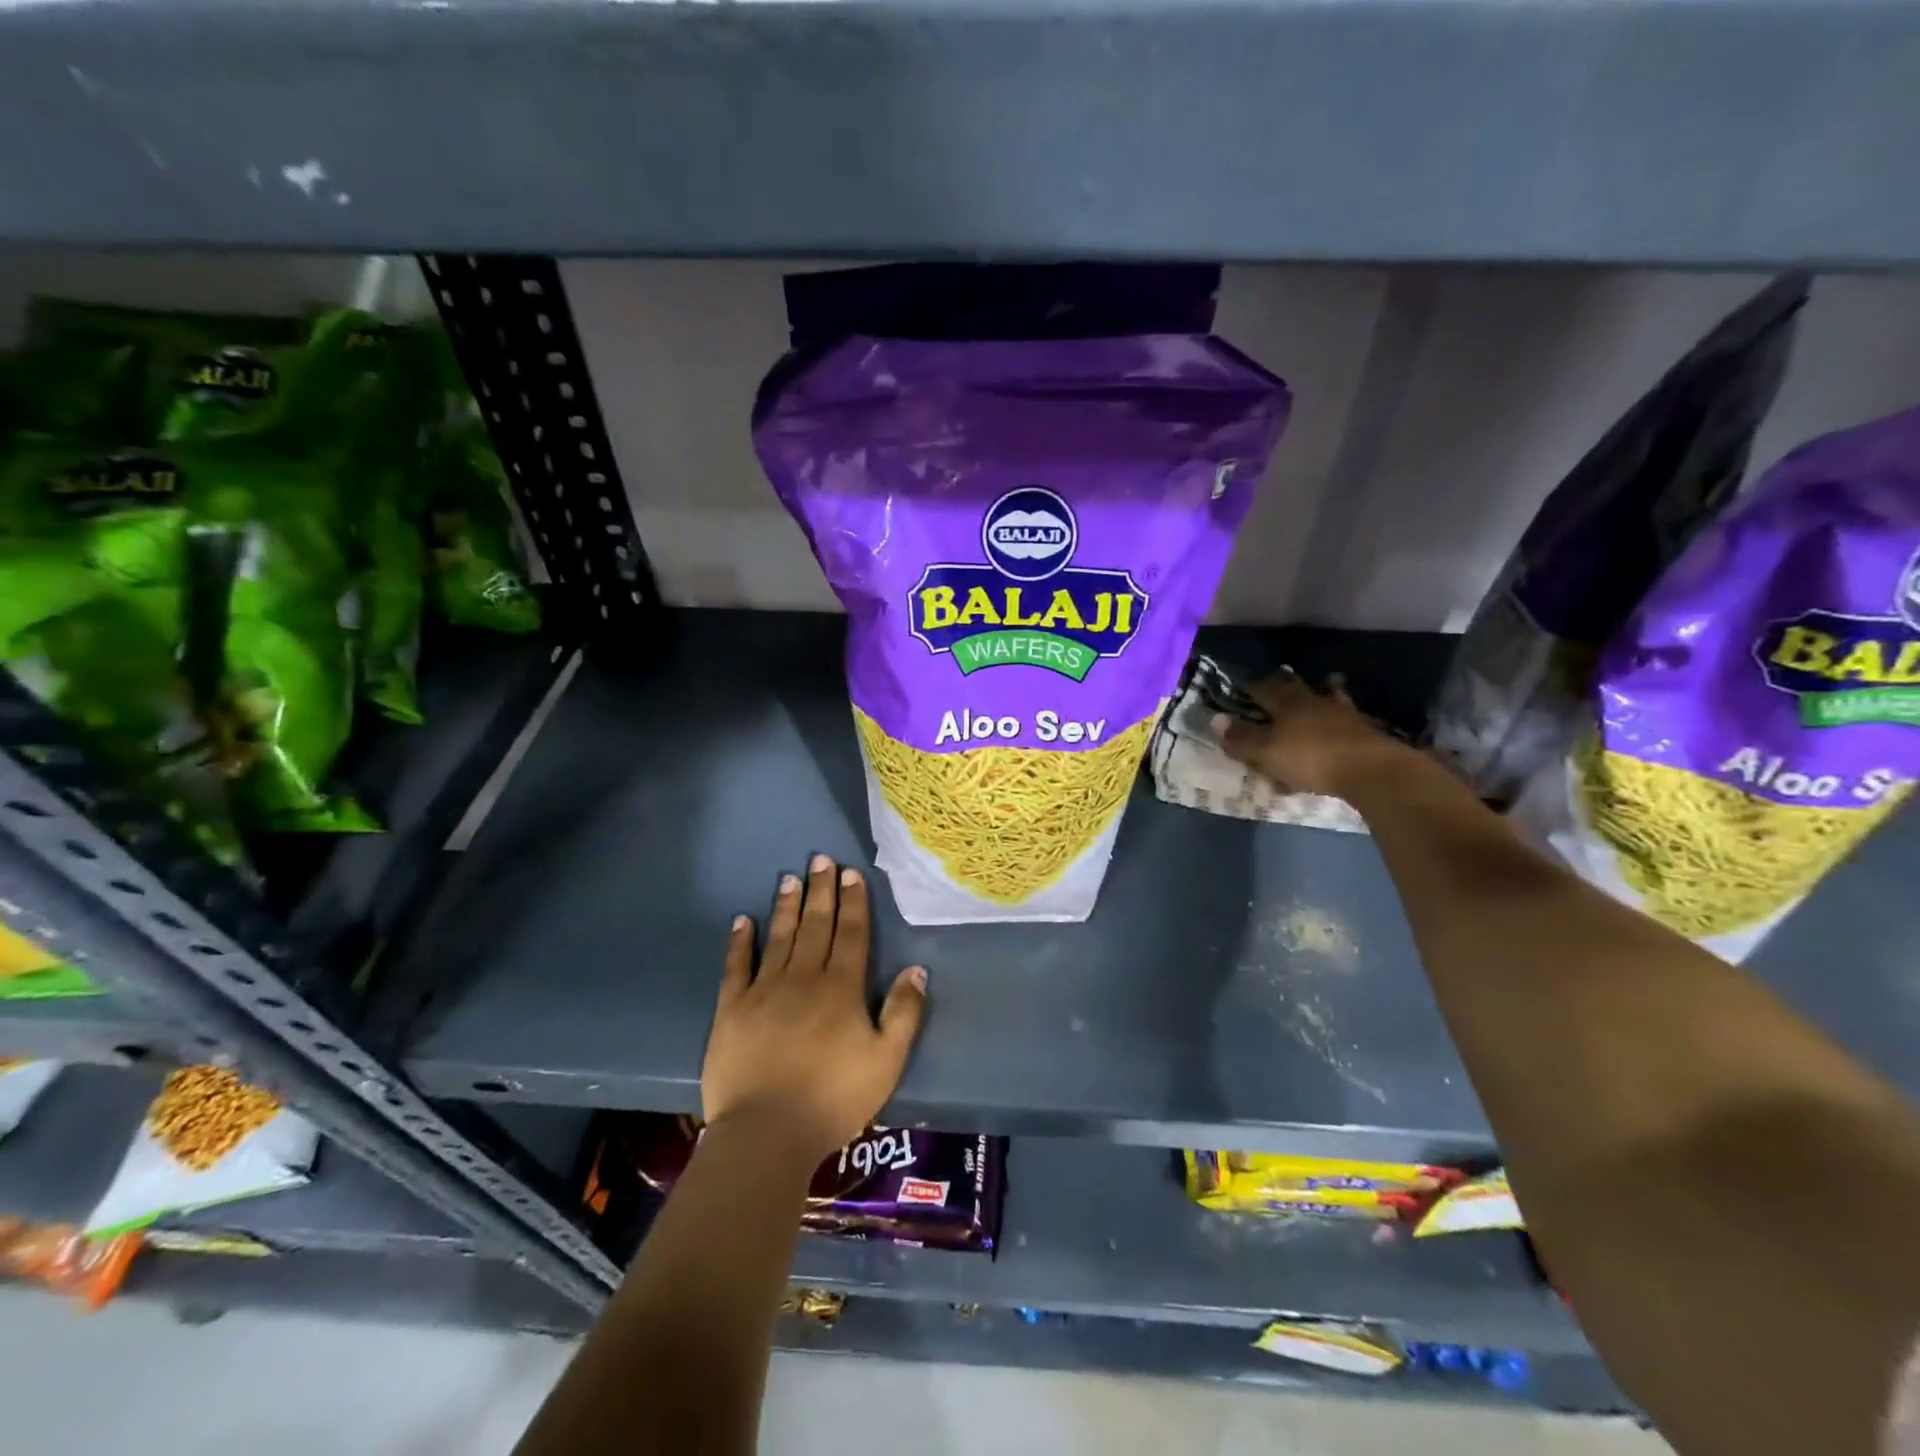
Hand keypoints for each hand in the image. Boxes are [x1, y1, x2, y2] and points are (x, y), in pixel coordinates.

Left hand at [703, 855, 928, 1162]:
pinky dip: (739, 942)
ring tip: (789, 878)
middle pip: (815, 926)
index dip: (853, 902)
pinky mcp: (731, 1009)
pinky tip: (743, 920)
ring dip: (786, 906)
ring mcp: (764, 991)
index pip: (851, 934)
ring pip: (779, 937)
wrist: (767, 1134)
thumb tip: (916, 968)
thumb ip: (904, 1012)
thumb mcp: (887, 1061)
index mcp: (841, 989)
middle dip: (821, 891)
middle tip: (820, 859)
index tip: (851, 873)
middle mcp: (803, 978)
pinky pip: (736, 966)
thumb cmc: (834, 1099)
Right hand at [1210, 672, 1410, 798]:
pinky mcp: (1365, 731)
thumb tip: (1215, 720)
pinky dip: (1336, 719)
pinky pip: (1343, 719)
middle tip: (1276, 682)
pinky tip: (1337, 724)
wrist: (1373, 771)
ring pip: (1325, 698)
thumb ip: (1240, 739)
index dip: (1251, 687)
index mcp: (1288, 703)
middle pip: (1297, 687)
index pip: (1264, 688)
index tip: (1240, 686)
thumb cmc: (1311, 758)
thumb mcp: (1266, 753)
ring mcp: (1343, 714)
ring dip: (1317, 696)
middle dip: (1284, 684)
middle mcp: (1315, 701)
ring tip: (1314, 695)